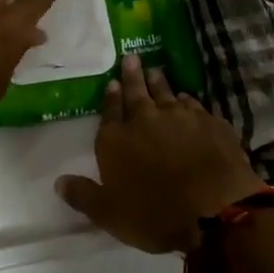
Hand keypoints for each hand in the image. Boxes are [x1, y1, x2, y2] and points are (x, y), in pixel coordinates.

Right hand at [56, 54, 266, 254]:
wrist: (215, 210)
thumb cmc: (156, 215)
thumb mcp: (109, 214)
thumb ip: (83, 195)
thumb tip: (58, 181)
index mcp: (117, 140)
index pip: (110, 112)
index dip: (110, 97)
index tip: (112, 83)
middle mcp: (145, 120)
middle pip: (136, 93)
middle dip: (132, 76)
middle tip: (131, 57)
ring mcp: (180, 117)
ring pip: (166, 93)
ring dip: (159, 82)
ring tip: (155, 71)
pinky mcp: (210, 123)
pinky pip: (194, 105)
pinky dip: (187, 100)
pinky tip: (187, 98)